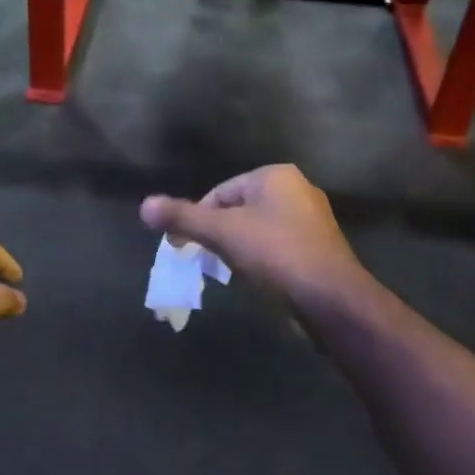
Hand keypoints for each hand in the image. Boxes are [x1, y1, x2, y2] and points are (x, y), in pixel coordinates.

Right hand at [140, 165, 365, 301]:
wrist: (331, 298)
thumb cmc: (275, 254)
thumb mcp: (221, 233)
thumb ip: (182, 218)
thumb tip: (144, 206)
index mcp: (275, 176)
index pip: (219, 192)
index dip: (197, 219)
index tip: (185, 247)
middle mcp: (297, 189)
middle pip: (238, 209)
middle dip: (217, 234)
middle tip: (204, 260)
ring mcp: (312, 220)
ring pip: (258, 229)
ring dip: (238, 248)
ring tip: (228, 271)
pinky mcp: (319, 248)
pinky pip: (278, 246)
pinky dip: (261, 259)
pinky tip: (256, 279)